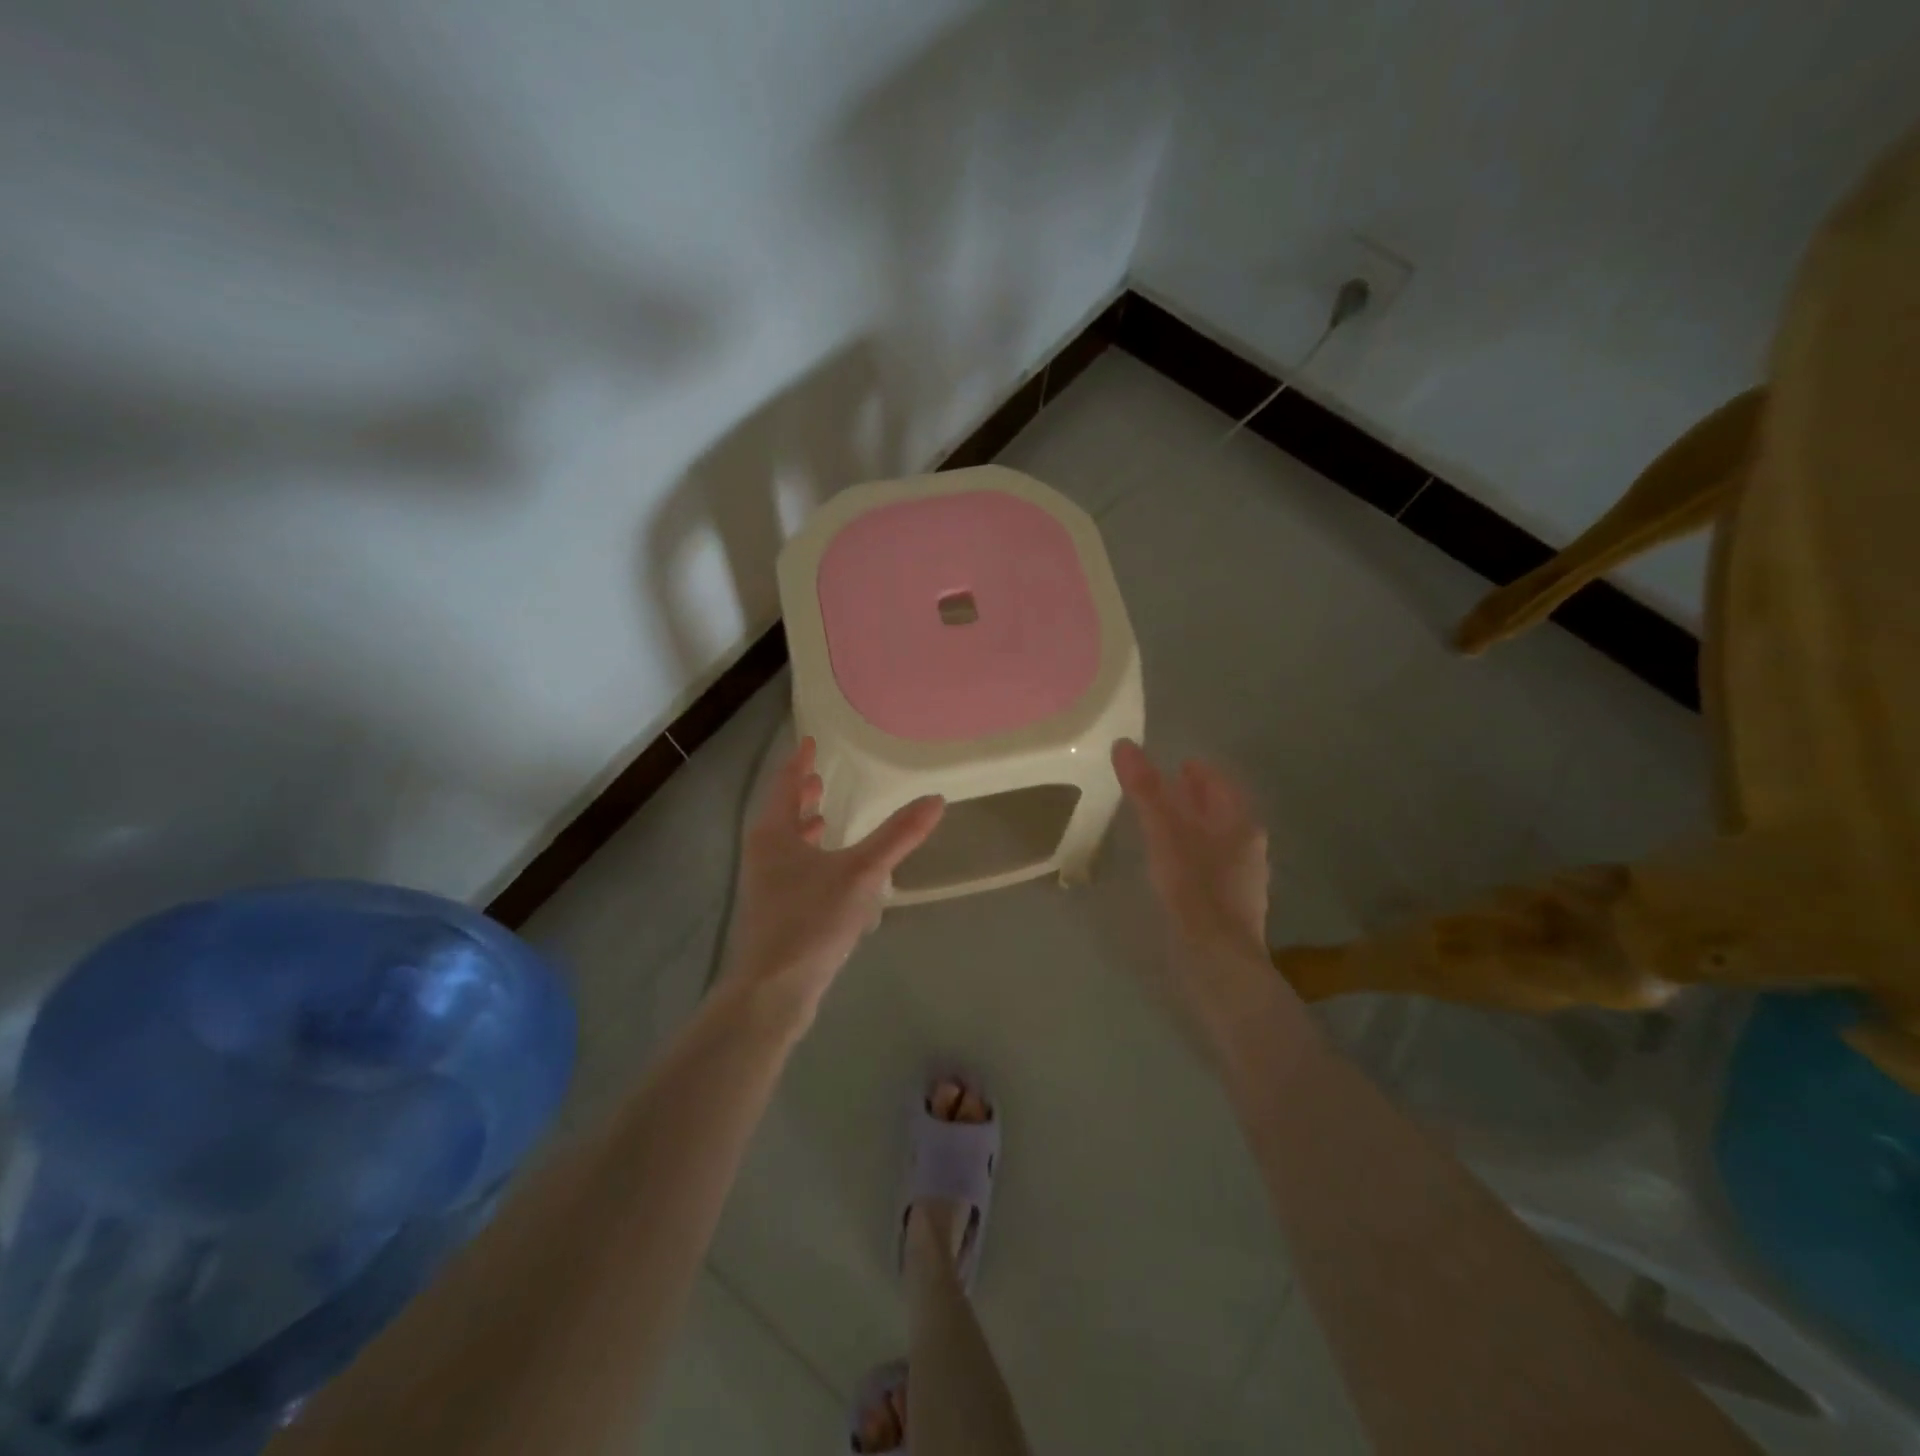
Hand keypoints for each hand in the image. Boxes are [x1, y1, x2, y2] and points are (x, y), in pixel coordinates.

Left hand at [722, 738, 943, 1018]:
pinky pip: (793, 871)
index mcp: (775, 833)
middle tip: (820, 778)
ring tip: (825, 818)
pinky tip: (832, 874)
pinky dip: (810, 858)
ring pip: (786, 844)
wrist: (772, 991)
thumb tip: (935, 799)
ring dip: (804, 827)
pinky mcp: (774, 914)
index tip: (810, 742)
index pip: (787, 783)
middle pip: (782, 813)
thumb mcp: (861, 873)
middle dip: (801, 794)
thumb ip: (898, 836)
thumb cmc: (811, 920)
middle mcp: (764, 854)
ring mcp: (765, 886)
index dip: (800, 761)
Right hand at [1113, 739, 1271, 1008]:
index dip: (1198, 770)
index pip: (1219, 783)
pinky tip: (1174, 867)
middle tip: (1164, 790)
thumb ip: (1145, 790)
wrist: (1219, 962)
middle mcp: (1249, 847)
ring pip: (1217, 840)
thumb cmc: (1194, 889)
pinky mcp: (1232, 907)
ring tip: (1163, 826)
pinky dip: (1193, 855)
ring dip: (1193, 827)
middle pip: (1220, 811)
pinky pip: (1212, 867)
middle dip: (1195, 798)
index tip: (1175, 764)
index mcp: (1239, 823)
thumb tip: (1125, 744)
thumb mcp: (1164, 833)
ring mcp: (1244, 879)